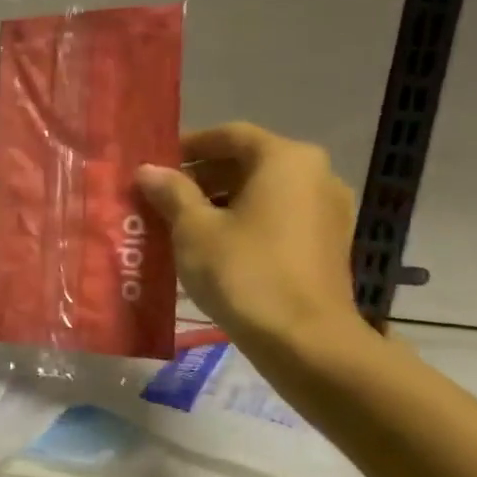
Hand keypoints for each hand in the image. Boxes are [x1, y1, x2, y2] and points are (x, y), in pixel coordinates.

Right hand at [136, 123, 362, 349]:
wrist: (305, 341)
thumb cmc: (244, 271)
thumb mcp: (193, 229)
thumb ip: (171, 192)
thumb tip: (149, 170)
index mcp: (286, 160)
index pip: (229, 135)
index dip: (188, 146)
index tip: (155, 165)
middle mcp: (315, 175)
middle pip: (248, 162)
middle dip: (201, 176)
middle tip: (160, 196)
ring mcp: (327, 211)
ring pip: (263, 192)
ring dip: (220, 201)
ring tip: (178, 224)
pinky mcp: (327, 244)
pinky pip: (277, 218)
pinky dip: (244, 222)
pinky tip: (212, 246)